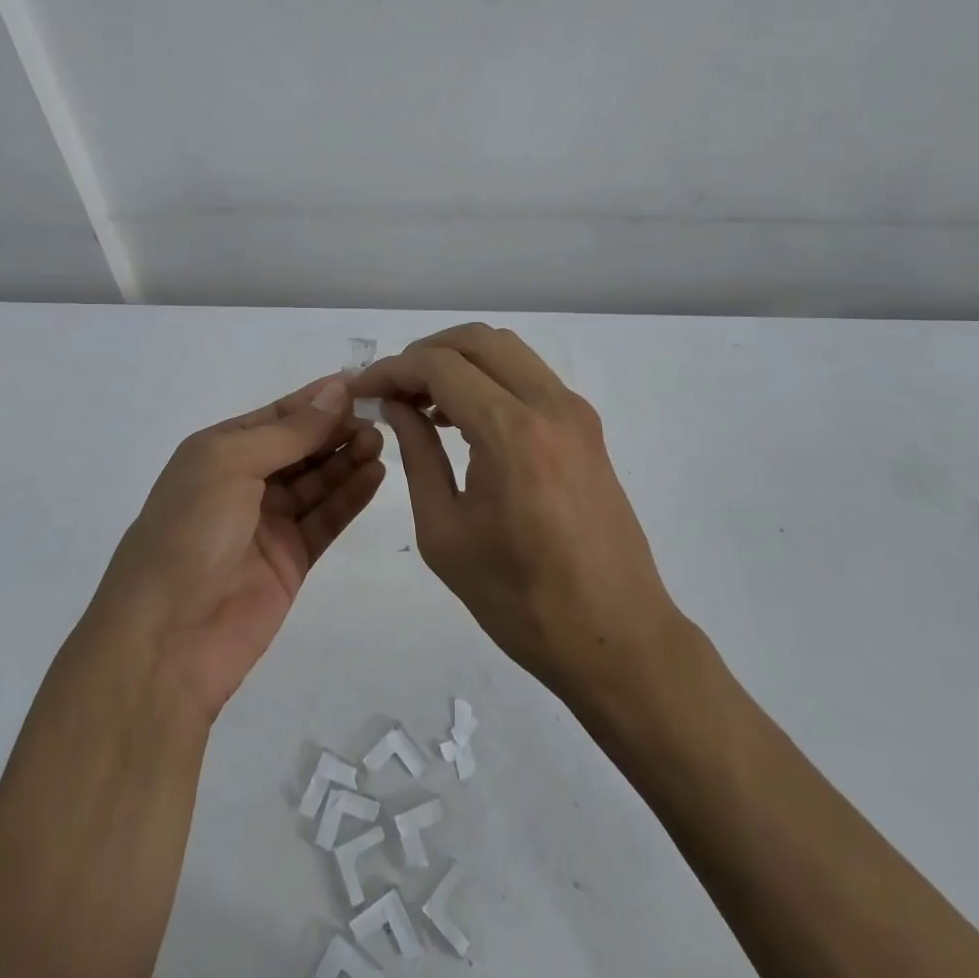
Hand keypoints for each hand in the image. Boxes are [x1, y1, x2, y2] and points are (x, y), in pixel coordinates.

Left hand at [93, 376, 384, 724]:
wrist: (165, 639)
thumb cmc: (189, 531)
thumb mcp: (231, 464)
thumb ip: (289, 432)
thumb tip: (336, 390)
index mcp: (221, 450)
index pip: (280, 414)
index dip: (319, 399)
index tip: (362, 384)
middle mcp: (245, 481)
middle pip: (303, 446)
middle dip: (337, 430)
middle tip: (379, 419)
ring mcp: (269, 522)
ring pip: (318, 481)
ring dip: (348, 459)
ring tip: (381, 443)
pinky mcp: (291, 559)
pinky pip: (326, 518)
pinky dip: (350, 497)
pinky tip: (376, 475)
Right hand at [351, 324, 675, 700]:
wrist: (616, 637)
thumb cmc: (520, 600)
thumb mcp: (445, 533)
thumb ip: (417, 455)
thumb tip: (396, 405)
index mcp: (511, 433)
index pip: (440, 366)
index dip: (392, 370)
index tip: (362, 390)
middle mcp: (549, 405)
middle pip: (476, 340)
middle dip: (425, 352)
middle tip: (392, 390)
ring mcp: (574, 412)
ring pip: (507, 350)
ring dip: (459, 361)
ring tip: (422, 404)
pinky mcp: (586, 427)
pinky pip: (529, 377)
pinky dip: (490, 378)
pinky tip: (463, 417)